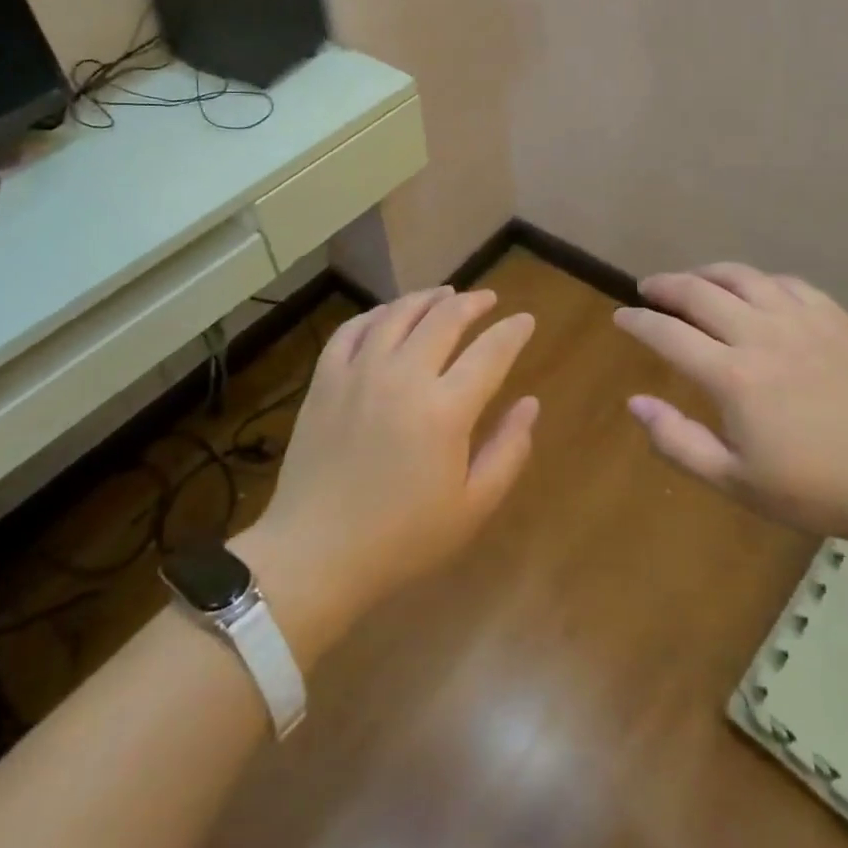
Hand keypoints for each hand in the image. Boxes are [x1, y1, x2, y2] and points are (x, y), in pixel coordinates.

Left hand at [239, 288, 537, 654]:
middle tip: (488, 299)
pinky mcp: (325, 379)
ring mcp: (359, 372)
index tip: (525, 320)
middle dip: (473, 303)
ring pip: (398, 313)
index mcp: (445, 409)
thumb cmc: (402, 538)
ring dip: (427, 298)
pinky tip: (388, 315)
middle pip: (445, 318)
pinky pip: (353, 329)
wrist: (316, 553)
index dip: (513, 332)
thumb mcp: (472, 507)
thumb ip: (508, 450)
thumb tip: (531, 403)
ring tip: (445, 294)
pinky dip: (376, 314)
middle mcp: (403, 376)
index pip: (490, 352)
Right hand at [612, 263, 847, 550]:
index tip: (621, 318)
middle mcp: (762, 335)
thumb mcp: (737, 483)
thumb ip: (678, 442)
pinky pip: (786, 282)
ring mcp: (802, 320)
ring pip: (742, 276)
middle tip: (647, 288)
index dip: (637, 321)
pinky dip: (758, 280)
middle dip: (664, 285)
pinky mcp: (835, 317)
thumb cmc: (818, 489)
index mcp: (733, 376)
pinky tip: (754, 291)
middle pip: (699, 292)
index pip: (667, 334)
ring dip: (707, 273)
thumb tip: (634, 402)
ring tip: (692, 280)